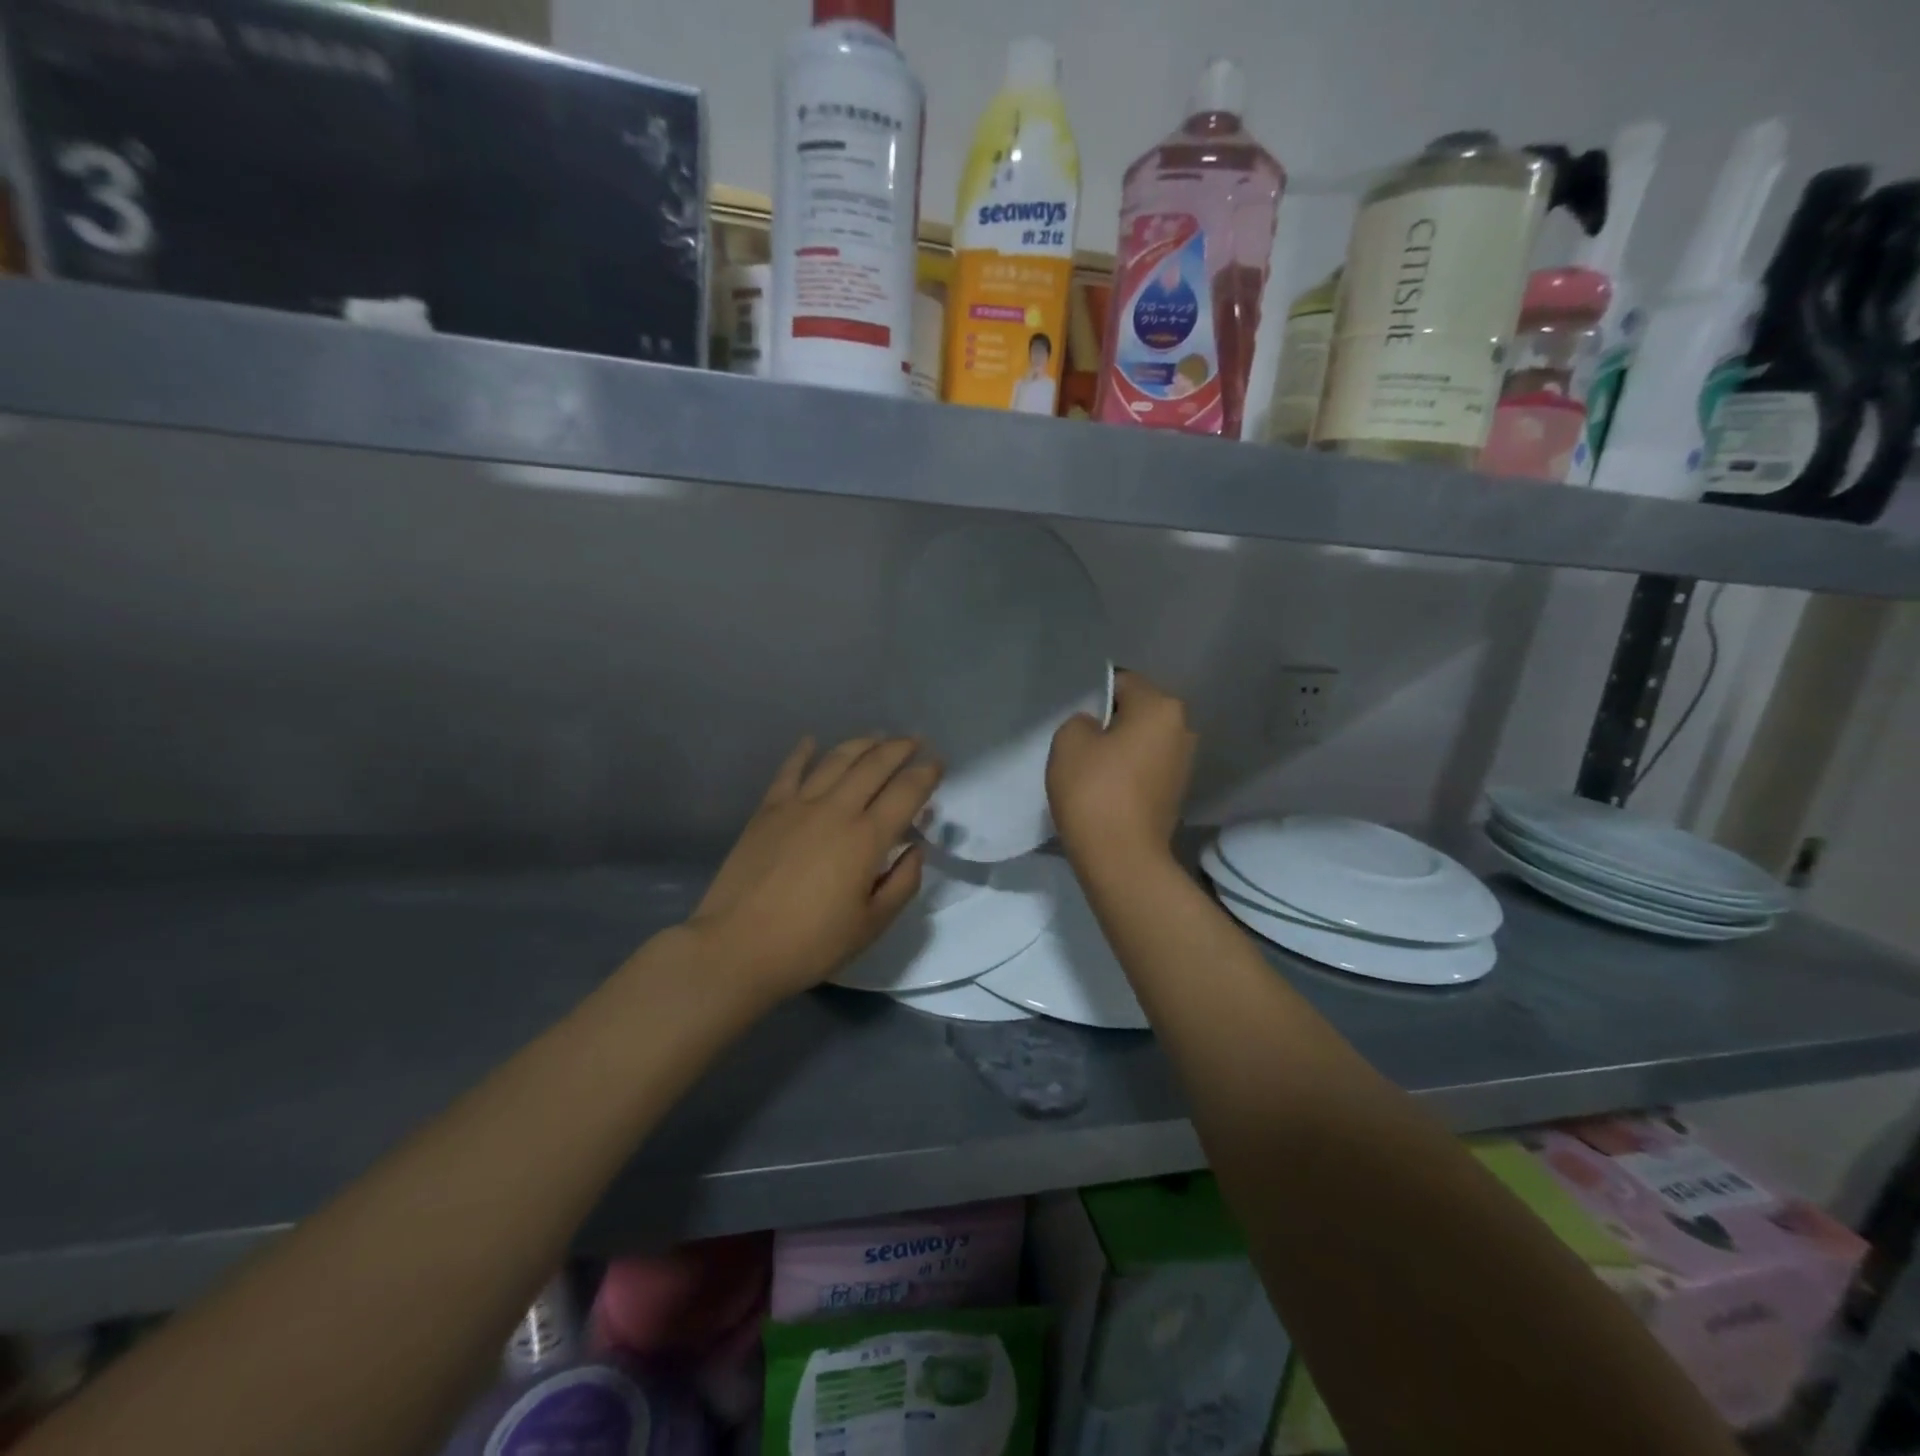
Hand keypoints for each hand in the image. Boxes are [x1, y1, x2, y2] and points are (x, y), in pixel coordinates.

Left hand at [689, 736, 941, 1003]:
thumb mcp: (871, 925)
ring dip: (861, 743)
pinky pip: (789, 771)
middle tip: (915, 740)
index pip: (906, 792)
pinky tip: (811, 741)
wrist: (736, 948)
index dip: (926, 773)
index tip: (938, 763)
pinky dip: (803, 752)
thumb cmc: (810, 944)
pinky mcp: (767, 811)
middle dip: (899, 748)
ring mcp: (798, 805)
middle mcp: (836, 810)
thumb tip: (915, 850)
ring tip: (877, 737)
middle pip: (874, 765)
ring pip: (836, 760)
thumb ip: (902, 883)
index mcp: (866, 838)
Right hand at [1048, 671, 1195, 875]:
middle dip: (1109, 721)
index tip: (1072, 716)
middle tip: (1077, 740)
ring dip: (1118, 748)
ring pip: (1141, 740)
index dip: (1093, 695)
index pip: (1122, 682)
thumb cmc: (1094, 790)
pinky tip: (1105, 787)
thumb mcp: (1069, 740)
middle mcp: (1182, 728)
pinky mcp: (1176, 791)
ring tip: (1089, 766)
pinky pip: (1145, 766)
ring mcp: (1184, 762)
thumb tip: (1096, 728)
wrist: (1121, 857)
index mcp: (1161, 707)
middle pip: (1136, 711)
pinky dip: (1127, 771)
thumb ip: (1081, 720)